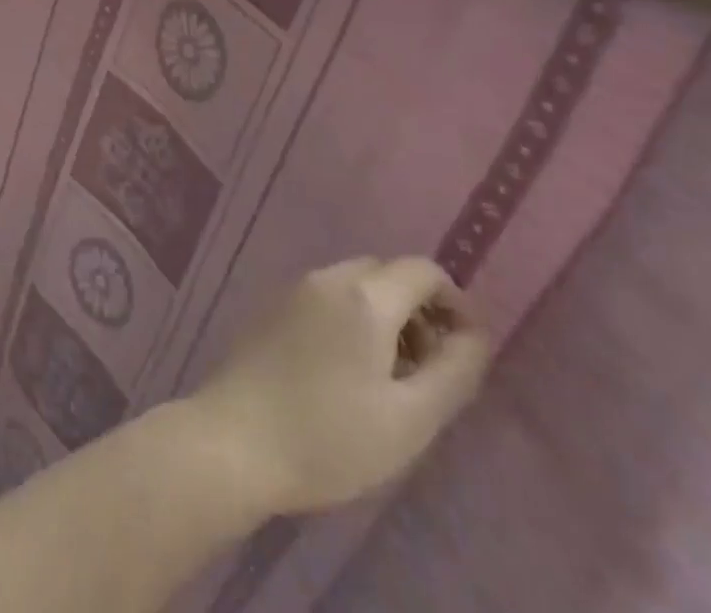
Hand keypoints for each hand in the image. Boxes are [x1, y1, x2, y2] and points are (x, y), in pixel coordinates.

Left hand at [188, 257, 488, 516]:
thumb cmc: (331, 438)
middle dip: (419, 311)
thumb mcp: (410, 419)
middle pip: (386, 273)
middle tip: (430, 371)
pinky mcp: (272, 308)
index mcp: (363, 296)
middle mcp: (326, 278)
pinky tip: (350, 373)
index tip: (467, 350)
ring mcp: (293, 289)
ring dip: (385, 317)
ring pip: (355, 285)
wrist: (235, 440)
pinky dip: (352, 319)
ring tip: (393, 380)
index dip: (455, 301)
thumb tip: (475, 334)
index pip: (422, 270)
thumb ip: (453, 371)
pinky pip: (326, 297)